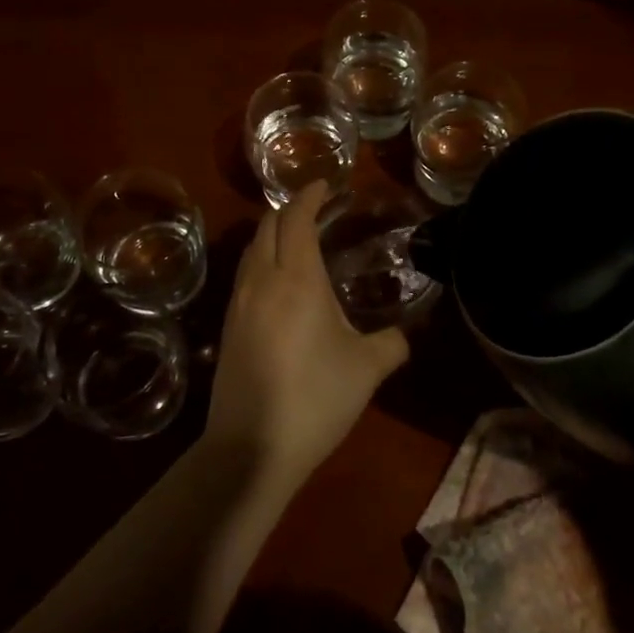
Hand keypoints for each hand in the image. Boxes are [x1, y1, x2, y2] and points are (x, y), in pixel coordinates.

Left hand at [205, 182, 409, 487]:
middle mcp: (261, 281)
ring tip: (296, 238)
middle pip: (267, 226)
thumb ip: (392, 344)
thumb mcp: (367, 369)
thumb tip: (405, 335)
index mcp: (296, 278)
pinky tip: (276, 282)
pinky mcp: (228, 328)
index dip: (309, 196)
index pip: (297, 219)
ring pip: (251, 250)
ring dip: (271, 234)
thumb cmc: (315, 398)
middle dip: (289, 209)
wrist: (251, 448)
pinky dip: (261, 260)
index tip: (325, 184)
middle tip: (315, 208)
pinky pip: (244, 275)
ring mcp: (239, 304)